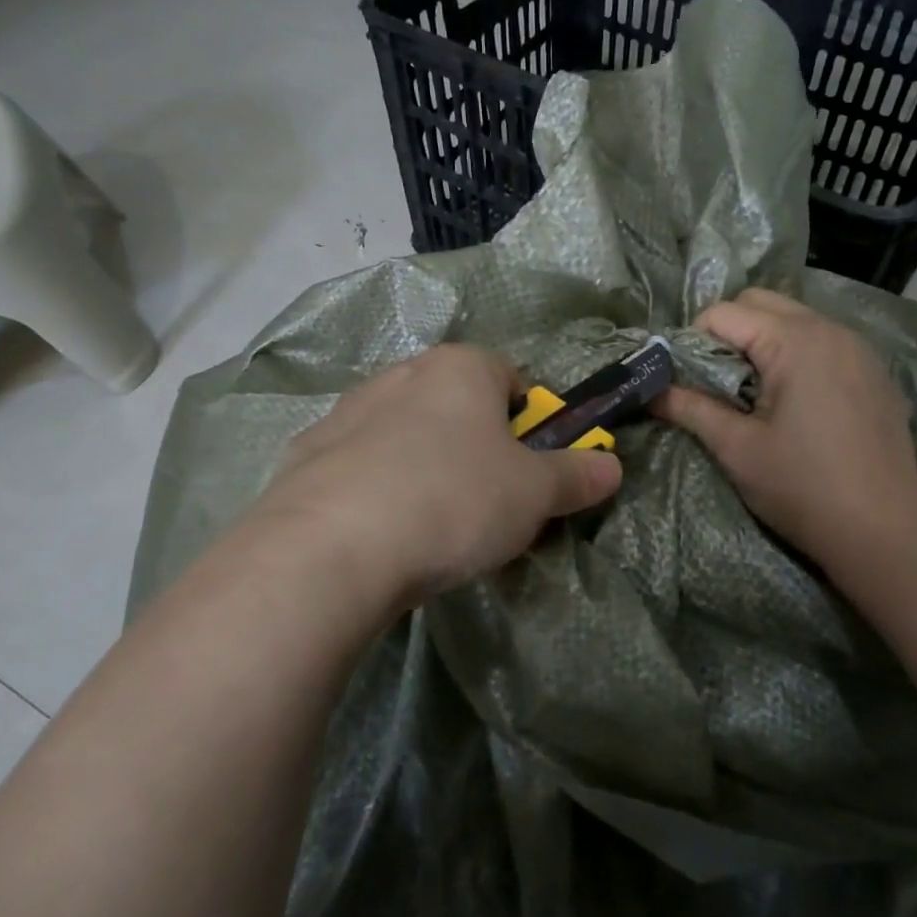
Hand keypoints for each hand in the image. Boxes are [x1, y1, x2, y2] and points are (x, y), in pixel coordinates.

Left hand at [245, 345, 621, 624]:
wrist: (332, 548)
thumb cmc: (454, 500)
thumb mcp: (534, 494)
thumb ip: (576, 475)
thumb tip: (611, 467)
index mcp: (459, 368)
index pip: (510, 377)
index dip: (529, 423)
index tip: (529, 470)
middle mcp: (400, 374)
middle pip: (456, 405)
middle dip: (477, 446)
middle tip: (487, 502)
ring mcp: (346, 412)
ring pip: (405, 433)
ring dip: (425, 464)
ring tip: (430, 524)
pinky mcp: (306, 454)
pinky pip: (359, 465)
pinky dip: (375, 487)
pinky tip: (379, 532)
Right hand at [655, 289, 916, 571]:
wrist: (887, 532)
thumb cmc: (804, 487)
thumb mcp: (737, 449)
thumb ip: (690, 409)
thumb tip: (649, 392)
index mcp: (795, 340)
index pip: (724, 313)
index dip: (692, 342)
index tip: (684, 381)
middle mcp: (830, 329)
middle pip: (761, 303)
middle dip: (728, 333)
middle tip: (715, 383)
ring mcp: (859, 348)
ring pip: (794, 319)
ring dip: (763, 343)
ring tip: (752, 394)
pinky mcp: (874, 372)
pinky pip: (823, 343)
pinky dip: (796, 356)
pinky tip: (796, 404)